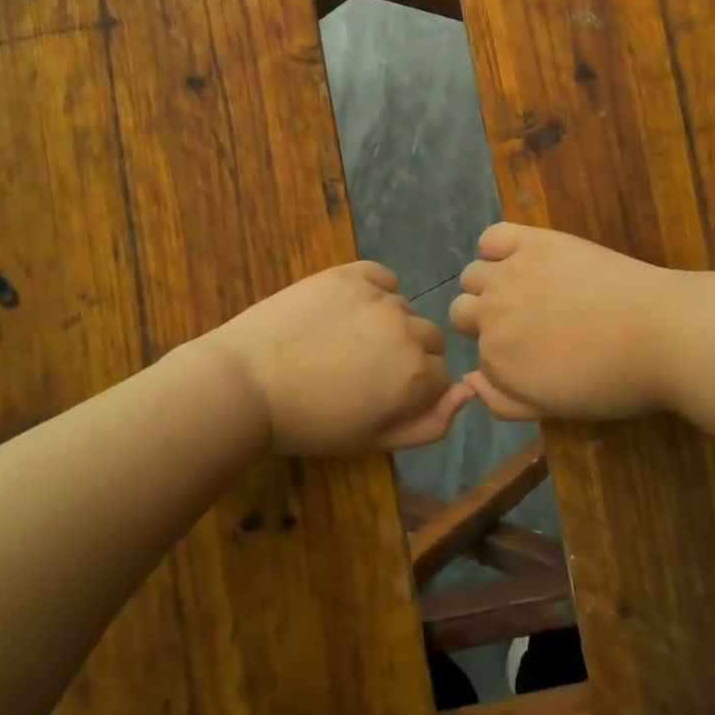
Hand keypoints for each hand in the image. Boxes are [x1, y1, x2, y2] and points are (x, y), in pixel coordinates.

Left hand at [199, 261, 471, 456]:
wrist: (245, 384)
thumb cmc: (309, 423)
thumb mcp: (373, 441)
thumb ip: (430, 423)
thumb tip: (468, 392)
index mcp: (415, 374)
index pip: (440, 376)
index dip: (413, 390)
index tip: (380, 398)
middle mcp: (406, 329)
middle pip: (428, 339)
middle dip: (407, 355)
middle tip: (363, 371)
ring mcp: (377, 297)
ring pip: (403, 310)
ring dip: (388, 325)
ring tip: (345, 342)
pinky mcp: (348, 274)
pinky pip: (381, 278)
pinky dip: (374, 291)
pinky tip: (347, 310)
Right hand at [449, 223, 702, 422]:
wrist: (660, 333)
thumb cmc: (613, 381)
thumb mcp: (554, 409)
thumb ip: (503, 401)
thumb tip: (469, 382)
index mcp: (496, 361)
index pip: (479, 355)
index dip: (503, 355)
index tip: (531, 354)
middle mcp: (491, 315)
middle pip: (462, 311)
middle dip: (485, 318)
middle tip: (527, 321)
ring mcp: (509, 274)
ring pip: (473, 275)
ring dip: (489, 283)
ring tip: (526, 287)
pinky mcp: (532, 242)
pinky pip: (491, 236)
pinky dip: (496, 247)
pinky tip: (519, 257)